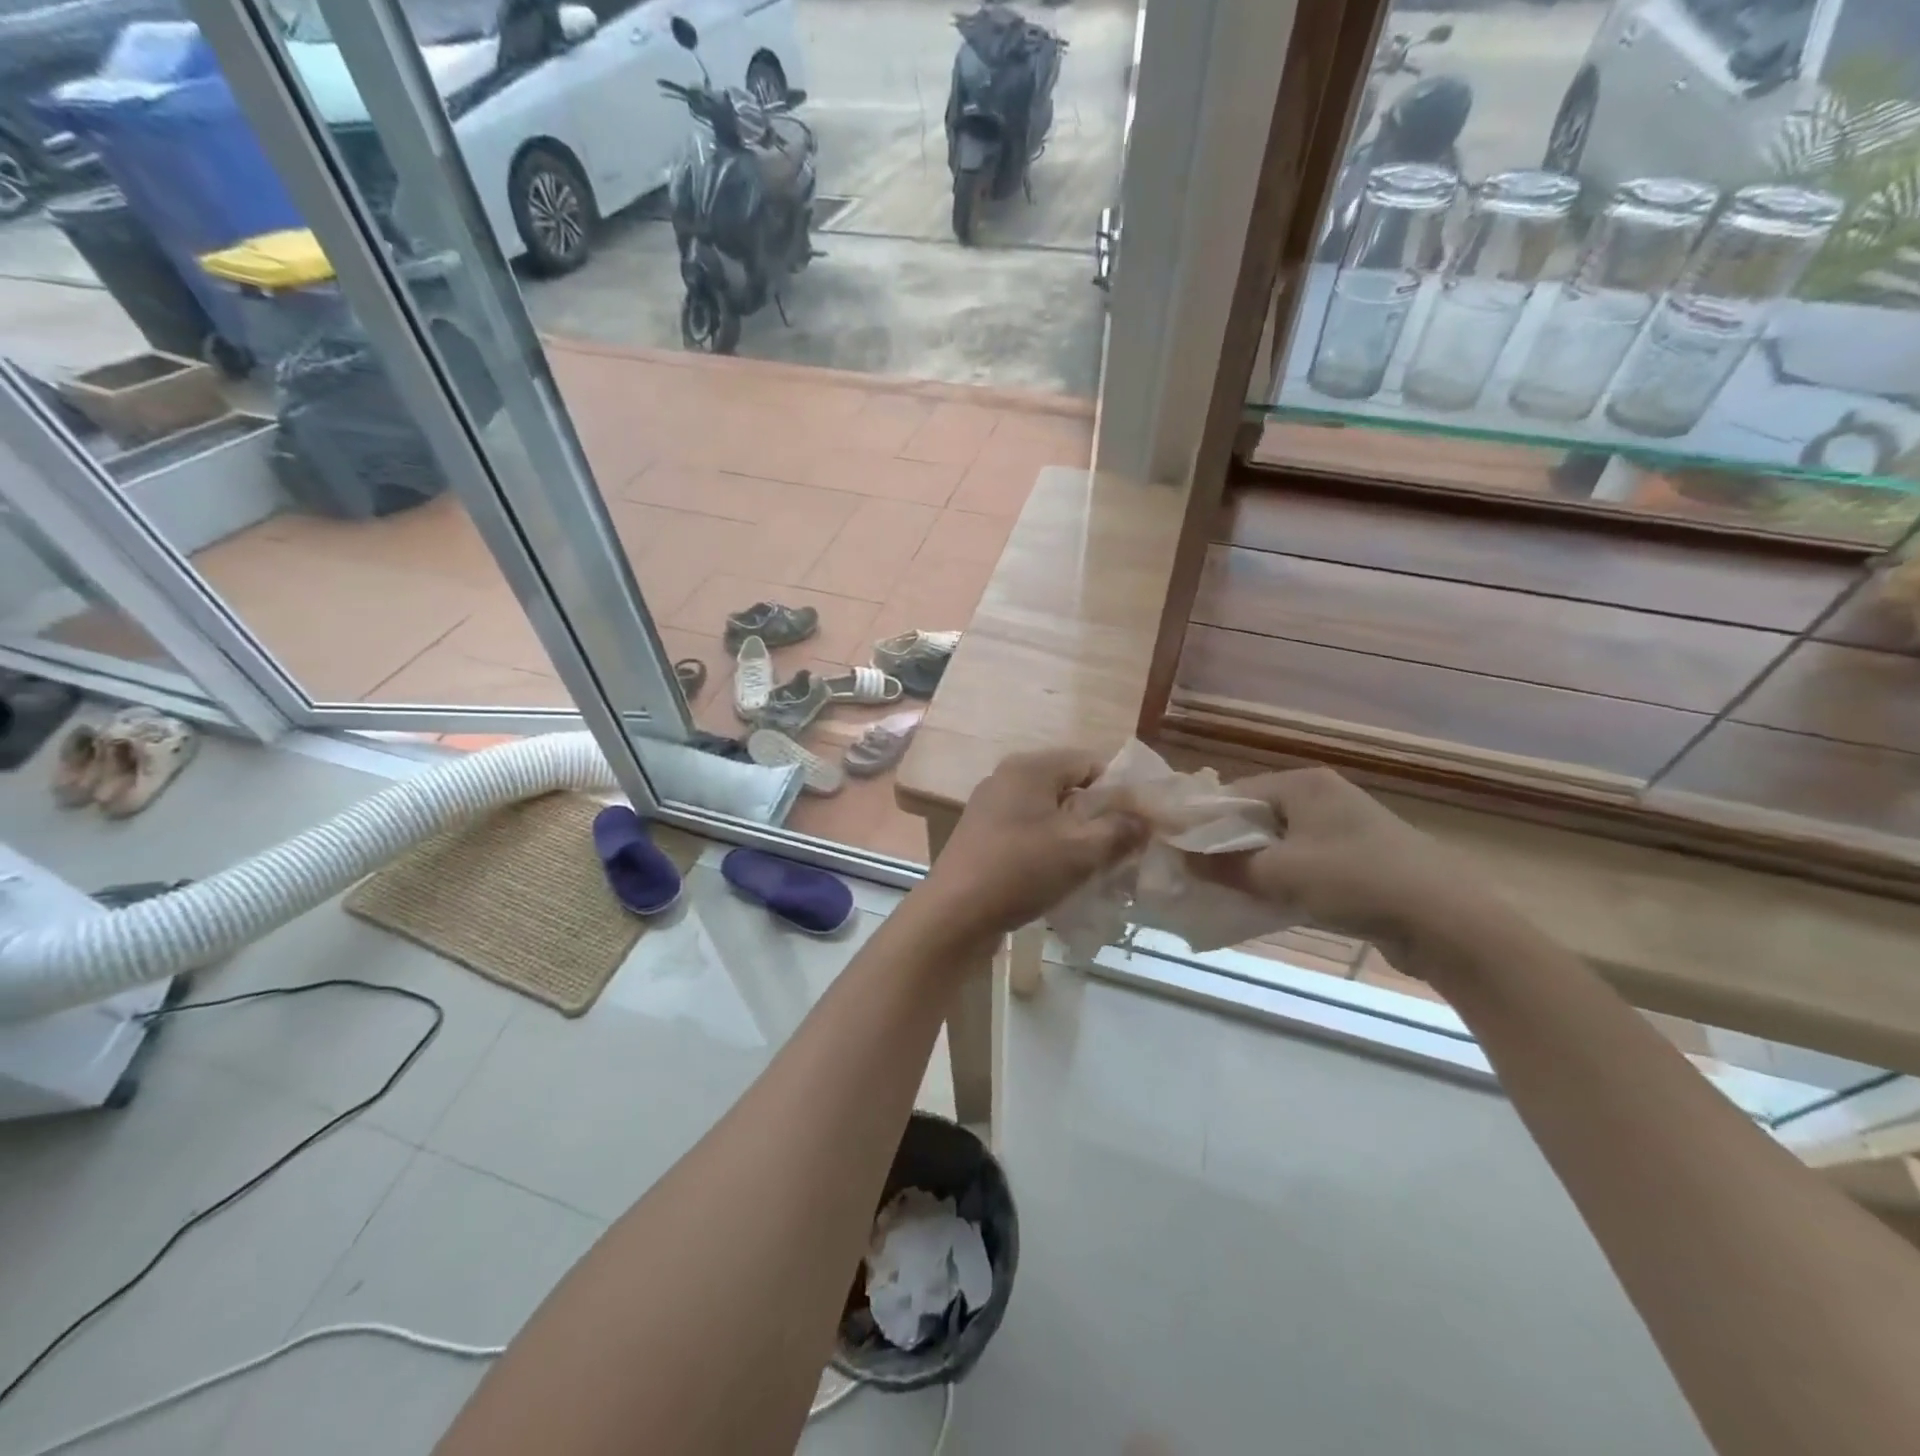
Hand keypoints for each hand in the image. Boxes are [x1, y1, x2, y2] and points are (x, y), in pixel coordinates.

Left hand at [918, 748, 1145, 938]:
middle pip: (1069, 787)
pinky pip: (1029, 832)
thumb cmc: (1020, 870)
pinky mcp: (982, 836)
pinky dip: (1050, 847)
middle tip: (1124, 847)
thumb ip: (1120, 829)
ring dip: (1076, 835)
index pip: (1090, 762)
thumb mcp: (1081, 849)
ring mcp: (991, 807)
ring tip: (1099, 865)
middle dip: (1100, 815)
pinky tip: (1063, 876)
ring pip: (1049, 813)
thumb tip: (1146, 819)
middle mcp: (1007, 778)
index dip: (1121, 789)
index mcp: (1030, 768)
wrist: (955, 913)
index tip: (1142, 821)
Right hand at [1193, 767, 1524, 984]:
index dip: (1202, 823)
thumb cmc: (1357, 882)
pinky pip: (1303, 862)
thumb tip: (1179, 858)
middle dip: (1225, 847)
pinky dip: (1281, 879)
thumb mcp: (1281, 874)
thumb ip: (1224, 866)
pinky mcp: (1358, 858)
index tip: (1176, 852)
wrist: (1448, 922)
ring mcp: (1343, 827)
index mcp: (1303, 784)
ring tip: (1224, 892)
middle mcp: (1322, 796)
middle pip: (1254, 818)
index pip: (1233, 794)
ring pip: (1278, 843)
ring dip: (1252, 866)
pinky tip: (1266, 903)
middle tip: (1195, 877)